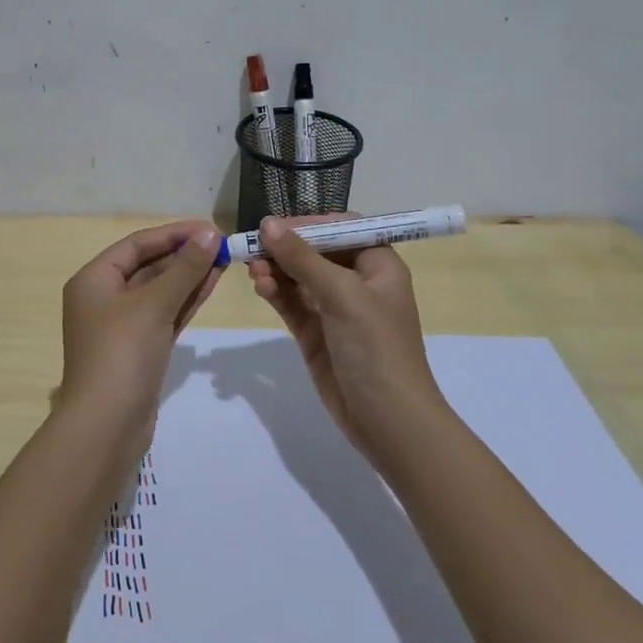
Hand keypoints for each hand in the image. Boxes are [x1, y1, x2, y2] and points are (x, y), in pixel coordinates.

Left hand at [60, 220, 221, 431]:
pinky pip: (165, 314)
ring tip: (223, 260)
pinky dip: (186, 300)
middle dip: (184, 255)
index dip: (173, 234)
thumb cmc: (122, 354)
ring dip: (189, 276)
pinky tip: (212, 284)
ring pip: (160, 291)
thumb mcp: (153, 305)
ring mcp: (123, 325)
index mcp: (94, 280)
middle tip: (221, 245)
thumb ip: (184, 269)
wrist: (107, 425)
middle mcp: (104, 298)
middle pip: (148, 266)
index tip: (209, 228)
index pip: (137, 245)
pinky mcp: (141, 348)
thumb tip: (208, 234)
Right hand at [248, 215, 441, 456]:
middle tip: (254, 247)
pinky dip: (276, 292)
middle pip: (315, 251)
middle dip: (285, 248)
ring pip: (299, 277)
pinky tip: (260, 287)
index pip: (341, 228)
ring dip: (276, 270)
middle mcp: (357, 282)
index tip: (276, 225)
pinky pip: (292, 303)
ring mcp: (335, 309)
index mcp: (378, 265)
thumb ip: (302, 258)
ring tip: (254, 270)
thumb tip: (268, 223)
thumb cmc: (376, 346)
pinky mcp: (316, 333)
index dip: (309, 223)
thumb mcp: (342, 295)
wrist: (388, 420)